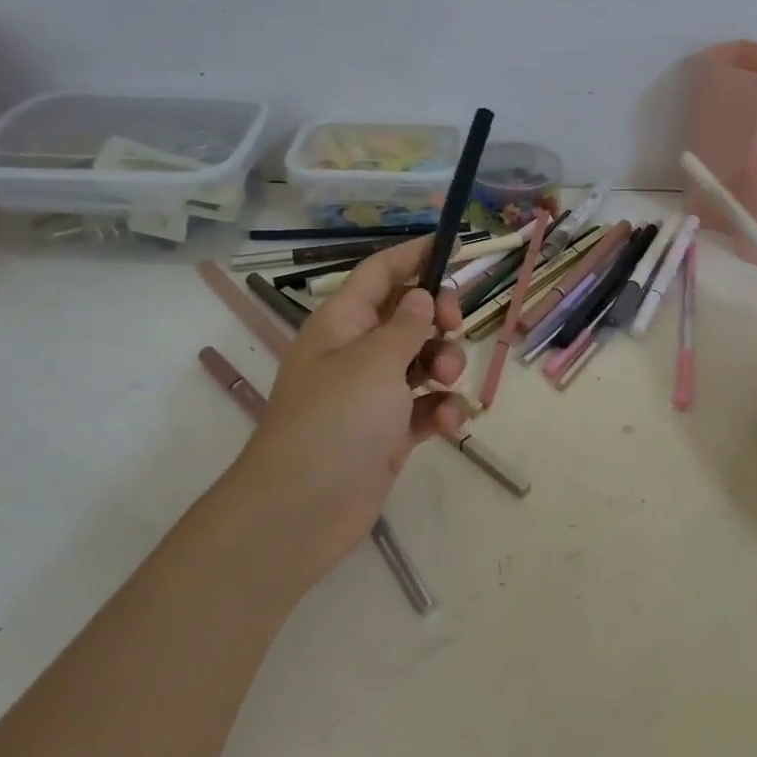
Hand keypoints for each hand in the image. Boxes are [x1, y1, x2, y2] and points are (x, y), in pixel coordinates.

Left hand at [227, 238, 465, 589]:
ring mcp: (373, 394)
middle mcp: (356, 352)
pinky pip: (425, 407)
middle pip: (408, 315)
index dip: (414, 255)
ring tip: (447, 381)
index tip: (455, 245)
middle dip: (439, 317)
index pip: (381, 272)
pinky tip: (451, 424)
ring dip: (445, 365)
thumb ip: (406, 325)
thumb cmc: (335, 421)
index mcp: (343, 322)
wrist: (301, 511)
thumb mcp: (374, 362)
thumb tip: (421, 296)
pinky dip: (441, 410)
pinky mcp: (388, 433)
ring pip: (422, 361)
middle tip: (455, 326)